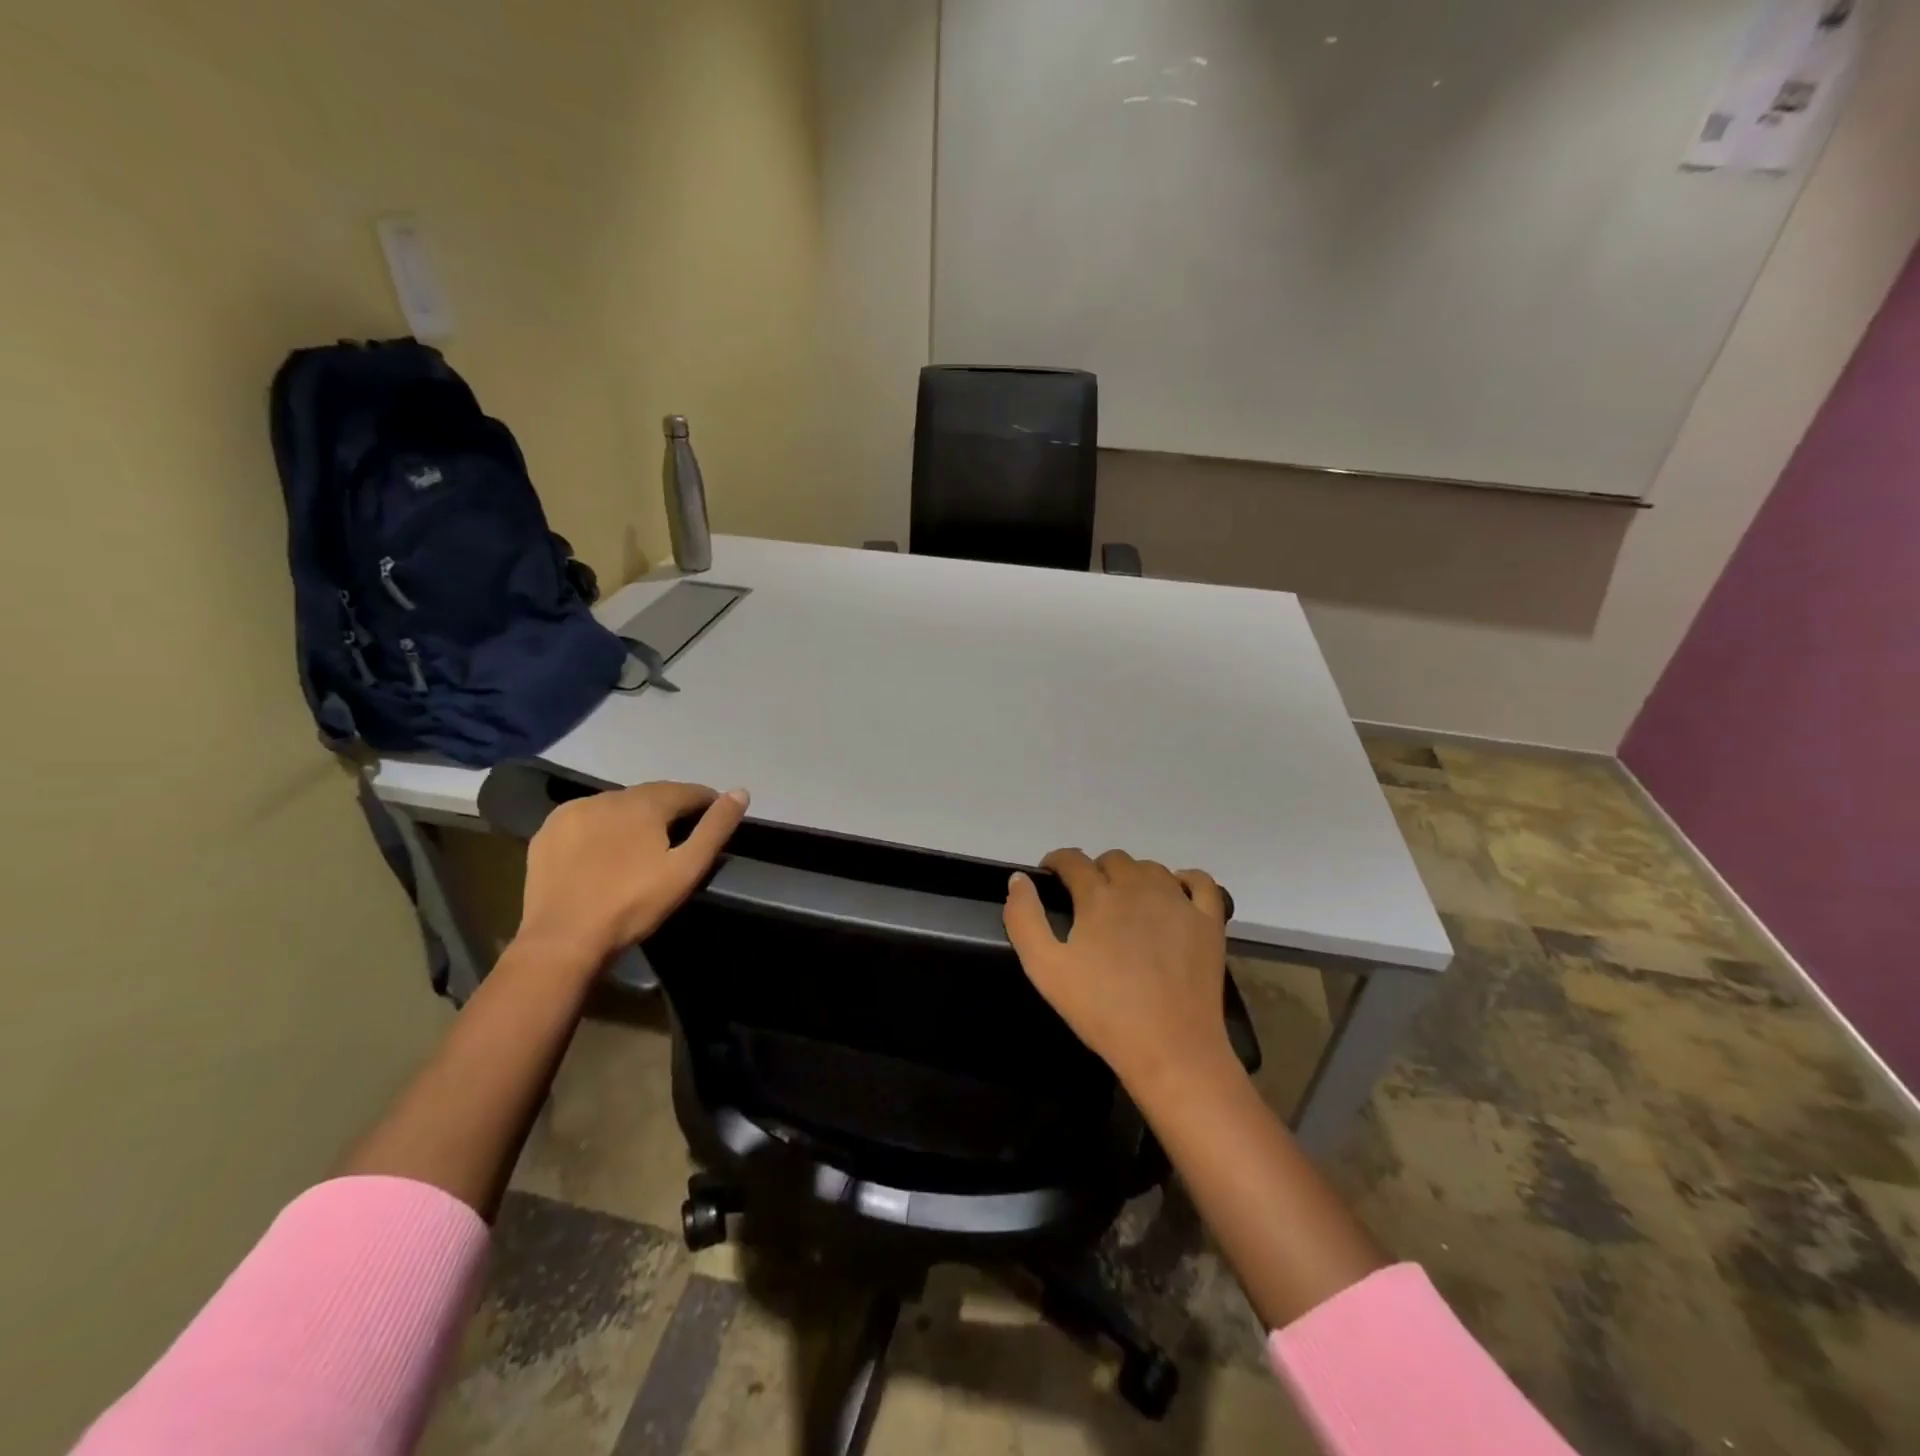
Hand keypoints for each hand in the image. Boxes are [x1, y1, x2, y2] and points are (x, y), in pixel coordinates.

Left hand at [515, 782, 748, 968]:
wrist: (562, 940)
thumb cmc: (633, 904)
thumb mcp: (686, 869)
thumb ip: (714, 828)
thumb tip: (740, 792)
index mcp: (644, 803)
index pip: (685, 790)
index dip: (705, 800)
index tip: (715, 814)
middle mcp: (607, 797)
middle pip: (650, 795)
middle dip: (670, 808)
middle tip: (682, 832)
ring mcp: (572, 812)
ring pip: (616, 805)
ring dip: (634, 816)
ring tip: (644, 842)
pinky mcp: (548, 832)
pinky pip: (586, 819)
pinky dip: (602, 826)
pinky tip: (605, 849)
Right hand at [1003, 848, 1233, 1096]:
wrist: (1170, 1049)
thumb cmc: (1102, 1011)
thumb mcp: (1045, 969)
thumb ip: (1024, 919)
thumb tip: (1019, 879)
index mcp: (1098, 895)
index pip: (1072, 860)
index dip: (1057, 863)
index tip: (1050, 877)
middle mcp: (1139, 886)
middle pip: (1113, 860)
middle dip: (1095, 872)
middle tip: (1088, 902)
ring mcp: (1179, 901)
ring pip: (1151, 868)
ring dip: (1133, 877)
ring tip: (1126, 904)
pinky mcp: (1209, 921)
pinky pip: (1200, 882)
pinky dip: (1184, 881)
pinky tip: (1175, 896)